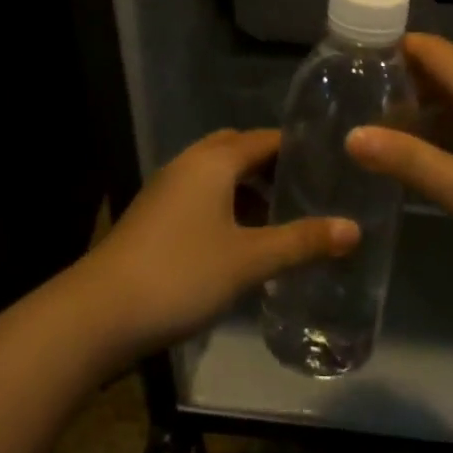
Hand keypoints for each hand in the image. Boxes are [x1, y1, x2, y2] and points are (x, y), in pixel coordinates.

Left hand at [78, 129, 359, 357]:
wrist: (99, 313)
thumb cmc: (181, 274)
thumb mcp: (249, 260)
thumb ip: (301, 242)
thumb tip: (353, 229)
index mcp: (212, 162)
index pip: (263, 139)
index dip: (295, 147)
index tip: (328, 162)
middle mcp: (187, 165)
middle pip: (236, 151)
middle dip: (270, 166)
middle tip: (306, 190)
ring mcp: (165, 190)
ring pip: (215, 176)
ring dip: (246, 190)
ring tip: (280, 218)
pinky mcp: (153, 218)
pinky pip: (199, 197)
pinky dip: (224, 207)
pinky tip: (240, 243)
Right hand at [346, 34, 452, 297]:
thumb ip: (409, 161)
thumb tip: (351, 135)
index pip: (428, 47)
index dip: (386, 46)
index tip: (343, 62)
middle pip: (440, 68)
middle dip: (395, 79)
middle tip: (346, 100)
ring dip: (417, 106)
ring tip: (371, 127)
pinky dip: (442, 126)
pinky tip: (420, 154)